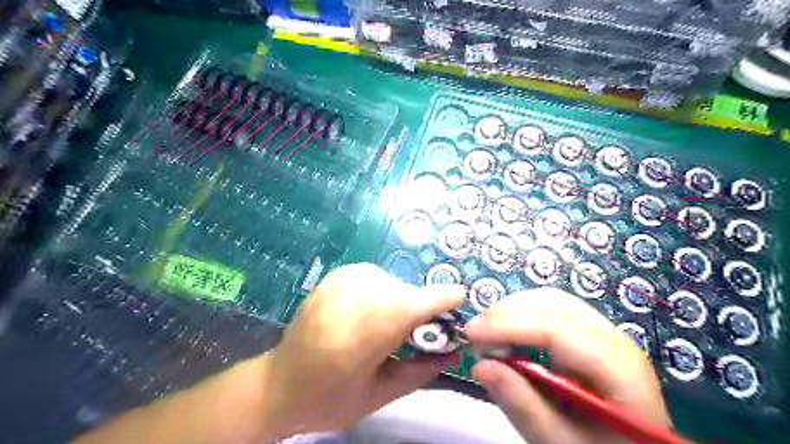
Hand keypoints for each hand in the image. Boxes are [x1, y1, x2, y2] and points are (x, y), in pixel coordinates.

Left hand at [262, 261, 463, 438]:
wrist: (277, 384)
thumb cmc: (326, 399)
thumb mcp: (377, 397)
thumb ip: (418, 372)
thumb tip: (453, 352)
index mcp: (360, 338)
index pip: (410, 306)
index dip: (439, 299)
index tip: (460, 297)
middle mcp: (349, 302)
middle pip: (403, 292)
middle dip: (420, 307)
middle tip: (422, 329)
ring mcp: (338, 284)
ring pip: (390, 281)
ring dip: (401, 298)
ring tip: (392, 322)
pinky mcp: (332, 277)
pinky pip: (373, 274)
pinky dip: (383, 289)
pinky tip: (373, 307)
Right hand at [465, 288, 668, 443]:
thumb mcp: (562, 443)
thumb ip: (524, 406)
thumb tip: (481, 365)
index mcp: (618, 369)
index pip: (557, 331)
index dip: (509, 326)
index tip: (470, 334)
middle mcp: (615, 339)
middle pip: (554, 305)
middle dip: (508, 313)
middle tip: (475, 334)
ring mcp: (604, 333)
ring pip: (552, 301)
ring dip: (514, 310)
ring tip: (488, 333)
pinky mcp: (591, 335)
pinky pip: (553, 310)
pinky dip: (523, 315)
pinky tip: (508, 333)